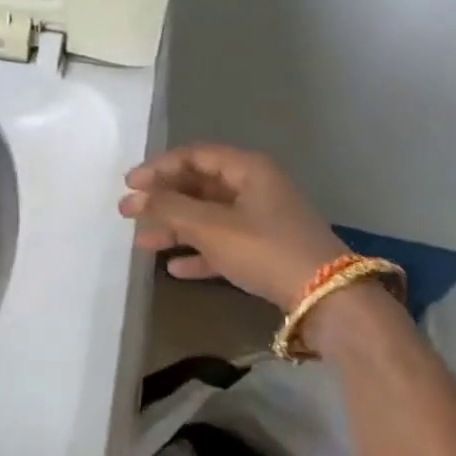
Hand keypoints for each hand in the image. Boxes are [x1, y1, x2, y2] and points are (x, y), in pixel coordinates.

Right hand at [119, 144, 343, 309]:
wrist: (328, 299)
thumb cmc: (266, 249)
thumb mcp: (212, 227)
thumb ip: (170, 209)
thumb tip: (136, 198)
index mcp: (247, 169)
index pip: (193, 156)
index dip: (158, 168)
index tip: (129, 185)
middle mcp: (254, 187)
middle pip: (198, 186)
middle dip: (162, 200)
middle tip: (127, 214)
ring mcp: (261, 219)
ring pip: (207, 216)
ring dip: (174, 227)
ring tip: (142, 244)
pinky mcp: (265, 250)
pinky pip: (222, 243)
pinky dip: (198, 252)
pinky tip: (174, 268)